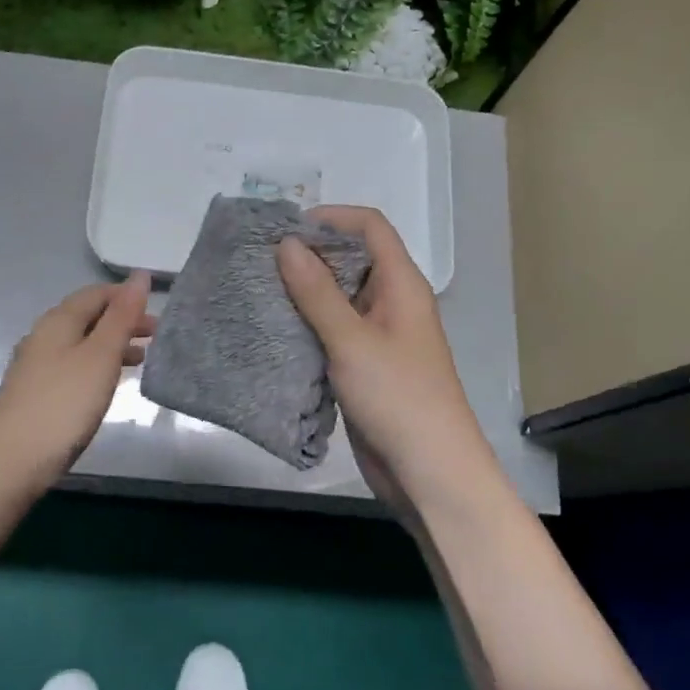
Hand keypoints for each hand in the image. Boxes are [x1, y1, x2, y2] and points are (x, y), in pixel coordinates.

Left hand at [0, 272, 154, 484]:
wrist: (11, 461)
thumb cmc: (63, 404)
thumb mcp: (101, 356)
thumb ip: (122, 316)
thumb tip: (140, 275)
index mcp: (58, 320)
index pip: (96, 293)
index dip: (127, 296)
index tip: (158, 311)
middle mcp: (43, 336)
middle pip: (88, 317)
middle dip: (122, 321)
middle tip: (157, 337)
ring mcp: (36, 365)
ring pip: (81, 342)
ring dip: (112, 345)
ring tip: (142, 359)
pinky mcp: (35, 392)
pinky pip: (73, 365)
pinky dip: (97, 365)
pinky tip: (108, 385)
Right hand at [278, 207, 501, 514]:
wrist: (428, 471)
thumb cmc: (397, 396)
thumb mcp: (352, 340)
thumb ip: (317, 292)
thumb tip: (288, 243)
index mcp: (402, 285)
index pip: (371, 228)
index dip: (332, 218)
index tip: (287, 228)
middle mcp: (392, 303)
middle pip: (353, 260)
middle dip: (311, 255)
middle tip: (262, 260)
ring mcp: (379, 336)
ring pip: (339, 298)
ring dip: (305, 292)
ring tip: (260, 290)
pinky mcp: (365, 366)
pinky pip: (334, 331)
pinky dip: (308, 325)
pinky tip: (275, 329)